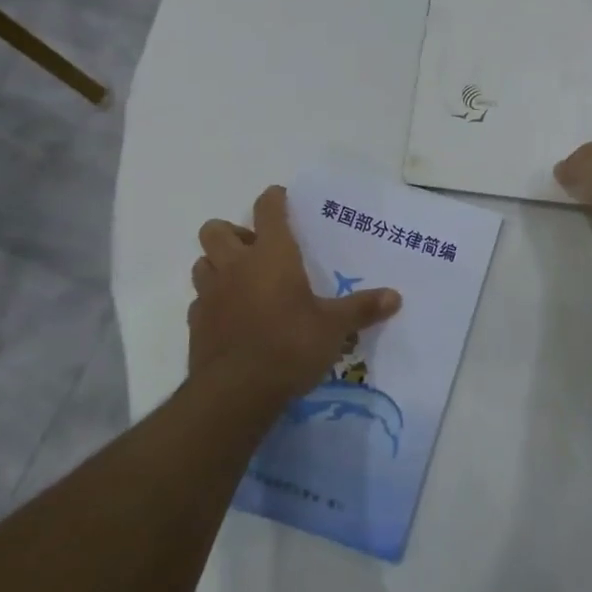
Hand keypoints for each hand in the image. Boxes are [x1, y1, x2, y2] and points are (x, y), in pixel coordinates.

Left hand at [187, 186, 401, 409]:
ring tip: (241, 281)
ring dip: (218, 264)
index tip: (281, 198)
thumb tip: (396, 297)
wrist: (236, 393)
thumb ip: (361, 309)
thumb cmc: (290, 346)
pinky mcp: (196, 324)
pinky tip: (232, 317)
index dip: (274, 199)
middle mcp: (235, 266)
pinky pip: (200, 300)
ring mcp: (210, 294)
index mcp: (271, 255)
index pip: (267, 209)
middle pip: (216, 229)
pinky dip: (212, 301)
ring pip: (202, 262)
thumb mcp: (333, 328)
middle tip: (255, 249)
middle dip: (232, 232)